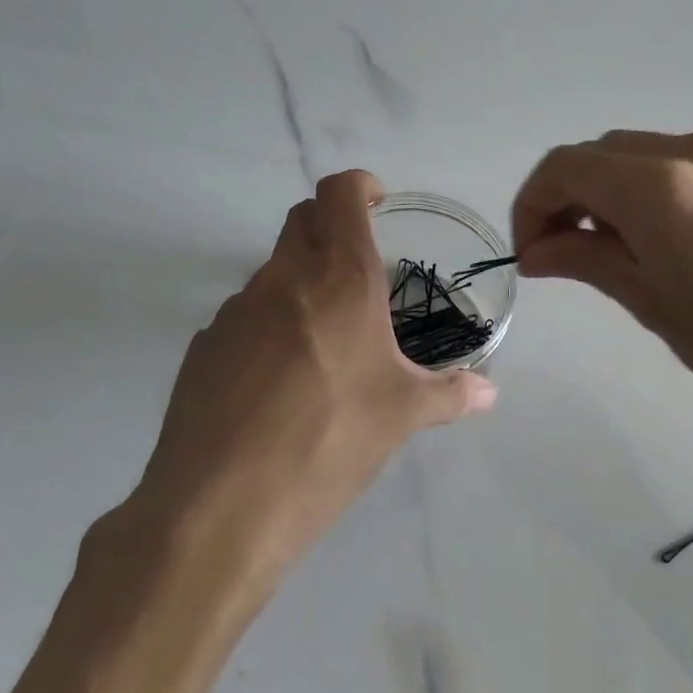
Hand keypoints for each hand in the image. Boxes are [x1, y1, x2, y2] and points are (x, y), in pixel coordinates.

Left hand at [126, 170, 495, 599]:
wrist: (222, 506)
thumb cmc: (330, 442)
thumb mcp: (402, 417)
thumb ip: (451, 394)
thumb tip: (489, 392)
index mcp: (339, 280)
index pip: (339, 194)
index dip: (359, 186)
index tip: (378, 203)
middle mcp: (282, 280)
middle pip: (301, 220)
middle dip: (331, 225)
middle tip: (362, 268)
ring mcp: (234, 312)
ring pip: (272, 271)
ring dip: (301, 282)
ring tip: (328, 340)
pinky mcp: (203, 348)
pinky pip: (244, 317)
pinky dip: (270, 325)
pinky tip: (282, 381)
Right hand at [511, 130, 692, 435]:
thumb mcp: (647, 299)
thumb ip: (583, 261)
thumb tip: (534, 253)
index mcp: (657, 187)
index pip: (565, 168)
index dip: (532, 205)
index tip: (530, 252)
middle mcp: (687, 151)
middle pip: (597, 154)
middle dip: (564, 197)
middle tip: (558, 253)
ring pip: (633, 154)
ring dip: (602, 191)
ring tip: (603, 249)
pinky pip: (671, 163)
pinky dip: (640, 189)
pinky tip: (648, 236)